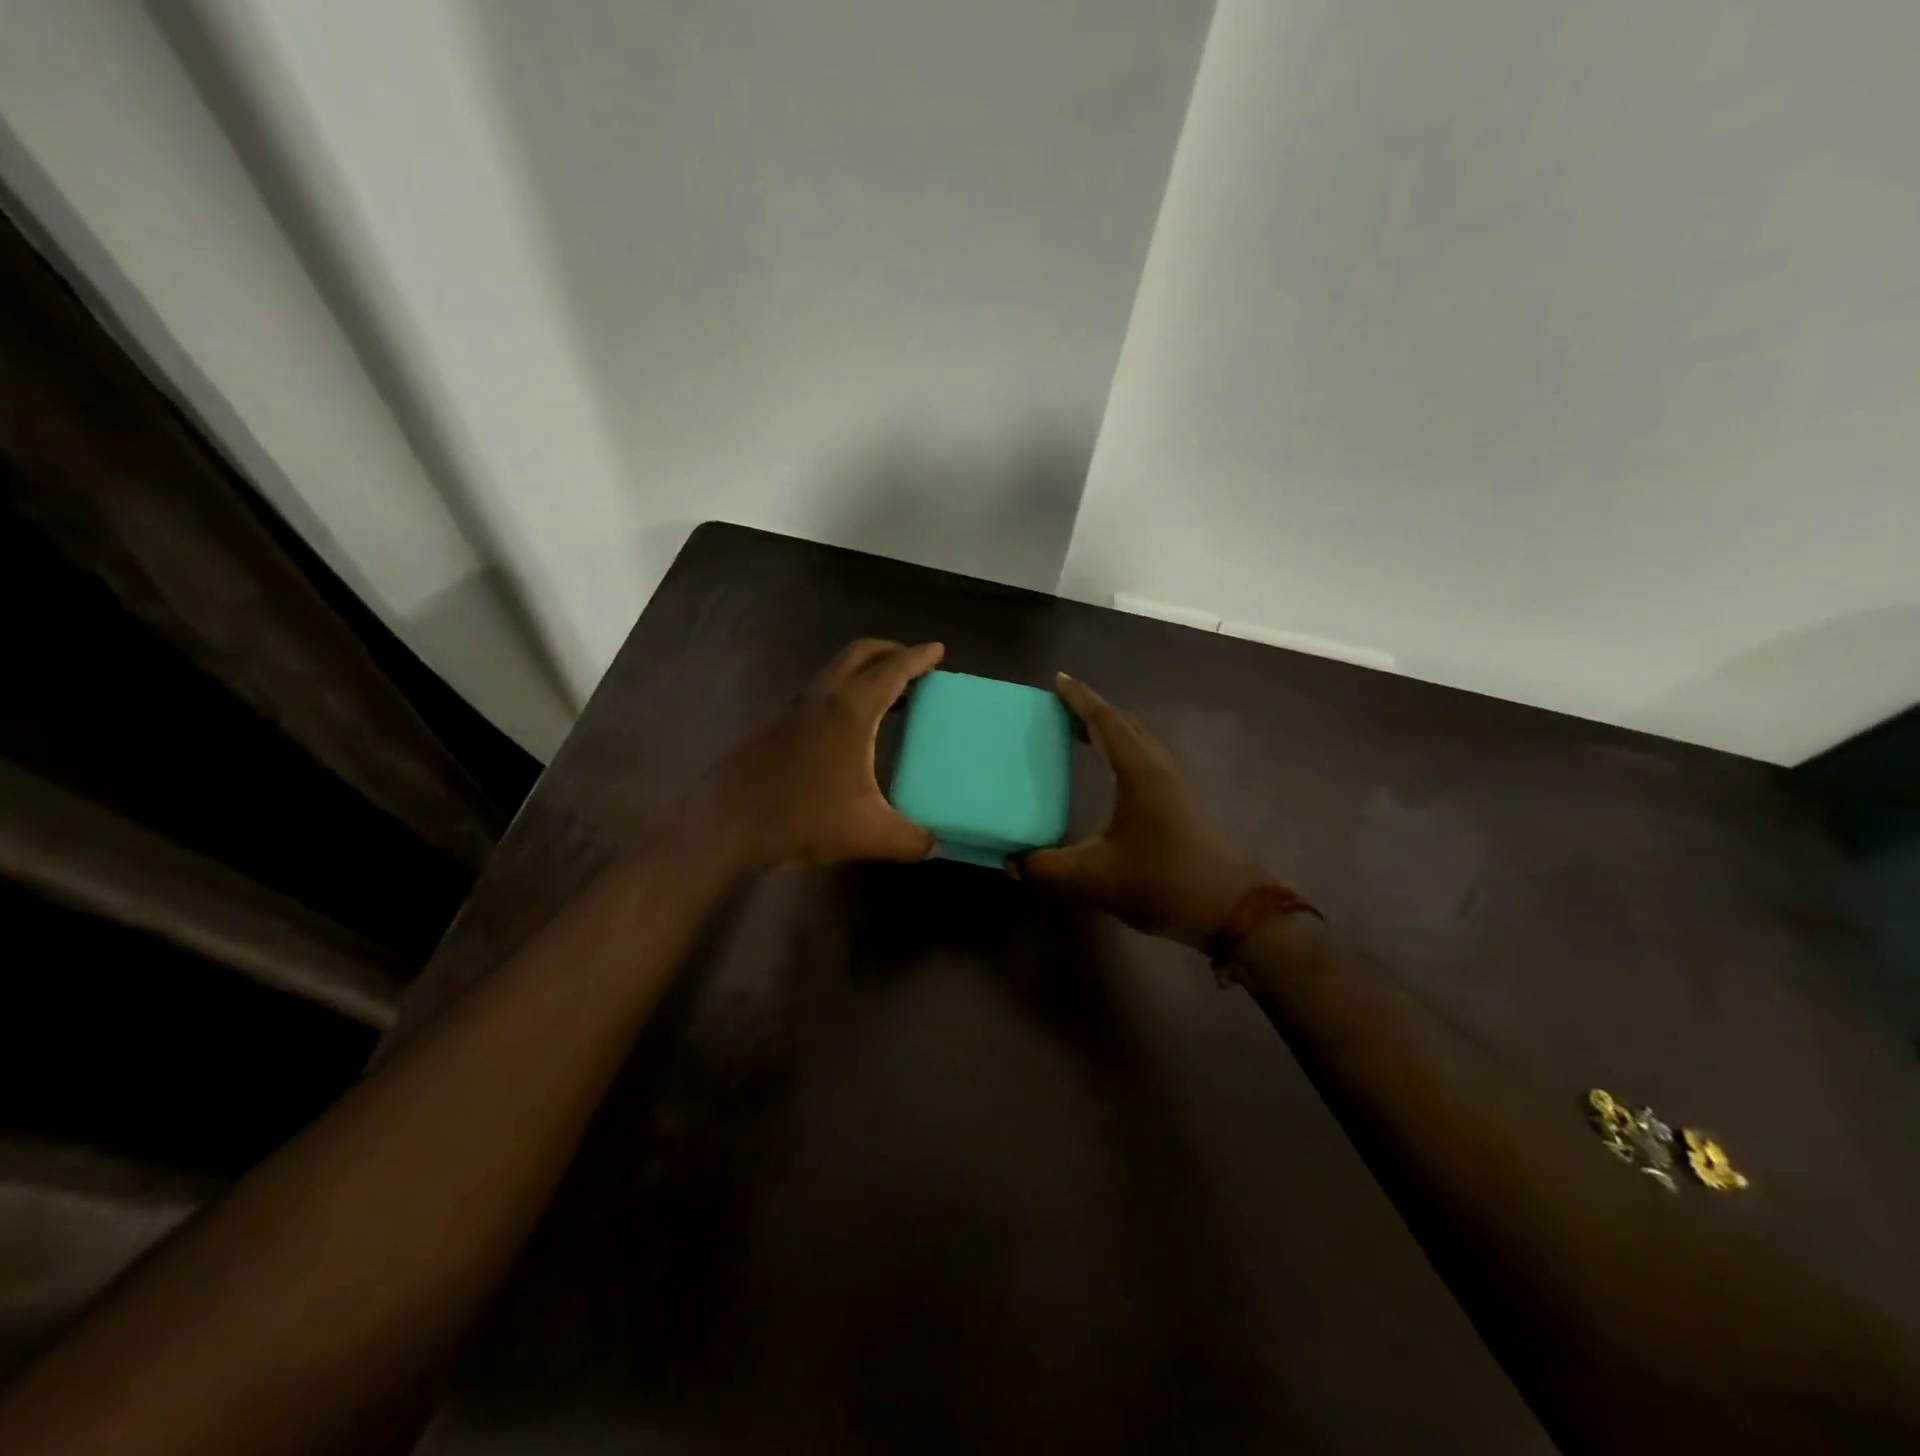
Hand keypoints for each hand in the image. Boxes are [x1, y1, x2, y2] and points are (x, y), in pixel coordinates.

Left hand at [697, 639, 944, 869]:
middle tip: (912, 663)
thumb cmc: (803, 818)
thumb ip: (910, 839)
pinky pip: (817, 697)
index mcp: (850, 711)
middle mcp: (821, 699)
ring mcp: (792, 710)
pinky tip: (845, 732)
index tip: (937, 649)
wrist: (728, 824)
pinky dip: (840, 697)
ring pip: (833, 674)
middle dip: (888, 651)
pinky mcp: (773, 728)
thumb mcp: (869, 834)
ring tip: (886, 698)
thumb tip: (934, 845)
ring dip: (861, 674)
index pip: (892, 670)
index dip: (918, 657)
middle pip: (858, 654)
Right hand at [1016, 675, 1259, 948]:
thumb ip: (1045, 868)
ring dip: (1110, 729)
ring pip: (1138, 740)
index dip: (1080, 699)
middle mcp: (1157, 767)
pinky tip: (1112, 772)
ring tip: (1080, 732)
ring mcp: (1173, 784)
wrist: (1228, 908)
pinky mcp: (1180, 802)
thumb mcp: (1092, 877)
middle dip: (1093, 710)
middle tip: (1061, 706)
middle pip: (1124, 723)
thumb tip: (1009, 862)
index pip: (1105, 721)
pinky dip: (1122, 750)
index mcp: (1137, 771)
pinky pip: (1145, 758)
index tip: (1058, 679)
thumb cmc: (1160, 882)